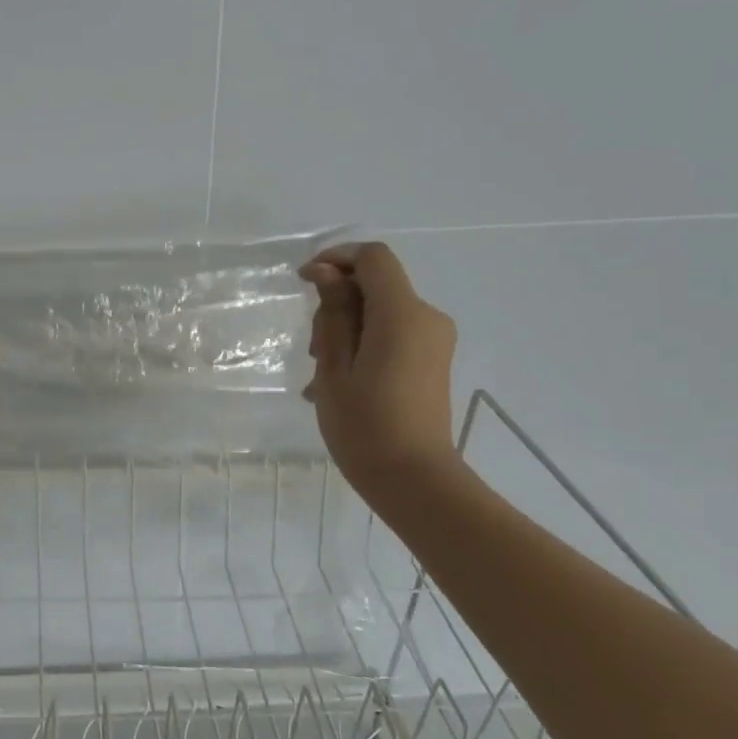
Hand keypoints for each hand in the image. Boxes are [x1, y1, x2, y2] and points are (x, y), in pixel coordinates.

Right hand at [299, 242, 460, 498]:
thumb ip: (333, 313)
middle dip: (337, 303)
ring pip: (381, 311)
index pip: (373, 258)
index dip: (336, 258)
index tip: (304, 281)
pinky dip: (363, 344)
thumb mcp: (334, 366)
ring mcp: (433, 340)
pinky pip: (392, 334)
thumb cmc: (365, 425)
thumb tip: (326, 272)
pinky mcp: (431, 360)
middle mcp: (426, 318)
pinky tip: (338, 382)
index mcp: (402, 315)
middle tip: (311, 349)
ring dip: (346, 328)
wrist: (413, 480)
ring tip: (321, 375)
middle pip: (376, 285)